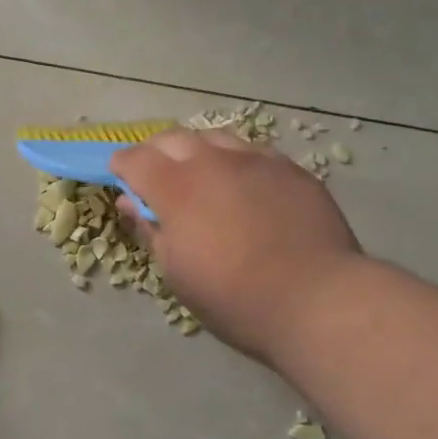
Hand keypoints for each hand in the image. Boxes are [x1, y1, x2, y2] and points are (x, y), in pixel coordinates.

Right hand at [112, 130, 363, 365]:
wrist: (317, 300)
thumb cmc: (234, 298)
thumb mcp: (177, 274)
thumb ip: (150, 230)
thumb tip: (131, 203)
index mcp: (177, 188)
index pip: (136, 159)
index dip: (122, 165)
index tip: (120, 176)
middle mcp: (213, 162)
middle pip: (173, 138)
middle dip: (156, 152)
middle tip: (156, 176)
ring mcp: (256, 160)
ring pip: (216, 138)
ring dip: (198, 151)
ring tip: (202, 176)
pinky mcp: (291, 169)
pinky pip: (253, 152)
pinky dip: (236, 162)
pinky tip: (244, 186)